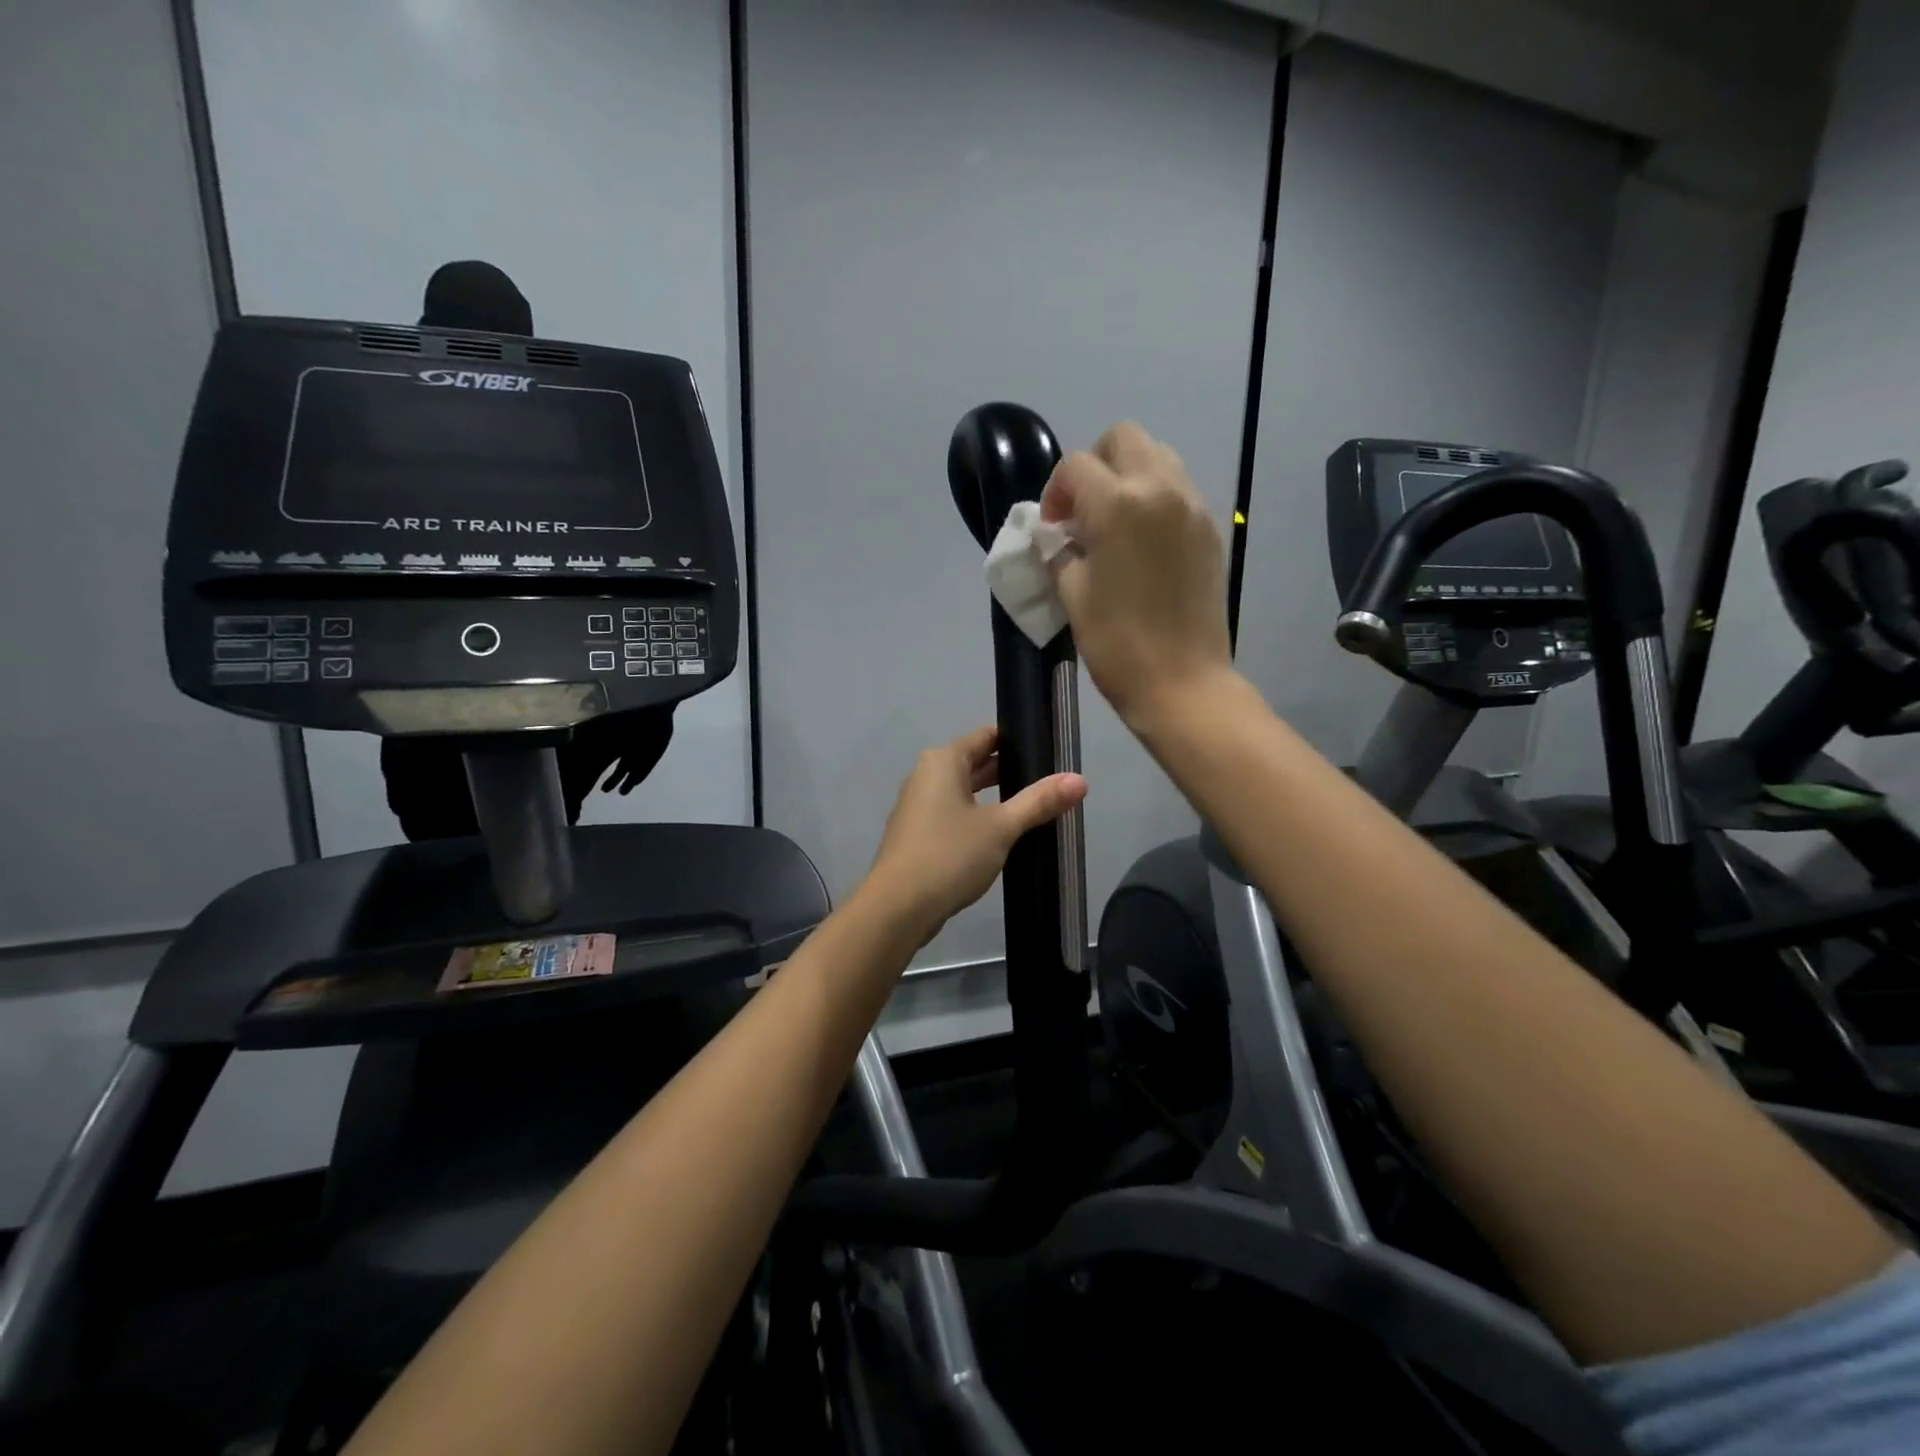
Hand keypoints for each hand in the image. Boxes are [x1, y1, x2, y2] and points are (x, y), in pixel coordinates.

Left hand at [862, 726, 1087, 943]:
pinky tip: (1000, 835)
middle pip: (973, 762)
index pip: (985, 736)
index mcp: (943, 761)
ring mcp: (917, 806)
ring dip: (993, 796)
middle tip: (1049, 780)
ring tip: (1032, 806)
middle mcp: (925, 776)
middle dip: (1009, 770)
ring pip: (963, 791)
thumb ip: (1039, 802)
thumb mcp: (1001, 827)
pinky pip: (952, 814)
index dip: (1017, 740)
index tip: (1048, 749)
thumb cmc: (949, 855)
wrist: (898, 907)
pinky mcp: (917, 834)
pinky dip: (976, 817)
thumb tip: (1080, 780)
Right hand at [1041, 422, 1232, 732]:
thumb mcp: (1072, 595)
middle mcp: (1160, 489)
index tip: (1052, 527)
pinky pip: (1178, 488)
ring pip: (1157, 456)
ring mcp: (1192, 506)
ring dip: (1127, 475)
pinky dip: (1154, 497)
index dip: (1055, 491)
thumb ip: (1058, 552)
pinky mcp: (1210, 528)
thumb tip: (1056, 536)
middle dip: (1094, 464)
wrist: (1183, 683)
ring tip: (1112, 523)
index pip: (1076, 466)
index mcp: (1118, 504)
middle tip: (1081, 510)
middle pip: (1124, 439)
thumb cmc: (1118, 644)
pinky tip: (1141, 541)